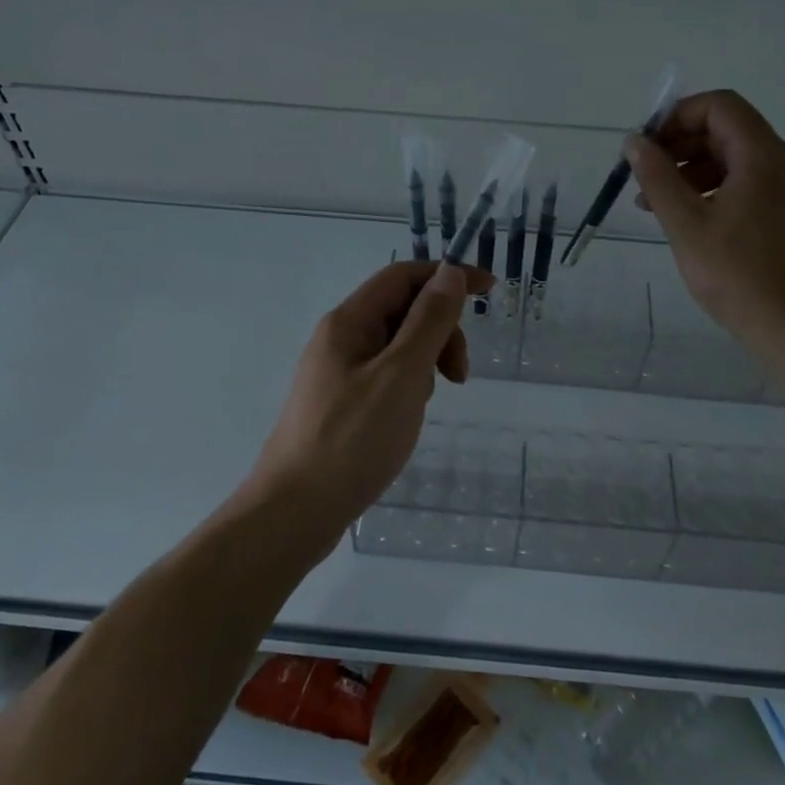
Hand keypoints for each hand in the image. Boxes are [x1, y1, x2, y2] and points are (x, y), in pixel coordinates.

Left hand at [248, 260, 492, 533]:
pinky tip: (408, 416)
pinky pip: (385, 374)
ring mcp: (337, 371)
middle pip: (401, 309)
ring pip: (396, 344)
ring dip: (426, 360)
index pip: (403, 276)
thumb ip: (428, 321)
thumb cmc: (352, 440)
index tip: (489, 291)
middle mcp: (339, 338)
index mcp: (348, 322)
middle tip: (459, 375)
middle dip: (440, 329)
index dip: (447, 276)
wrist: (295, 512)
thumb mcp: (401, 375)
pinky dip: (408, 384)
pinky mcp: (340, 401)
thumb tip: (450, 271)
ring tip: (428, 402)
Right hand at [627, 89, 784, 350]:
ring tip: (662, 209)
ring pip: (743, 163)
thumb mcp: (686, 225)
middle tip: (646, 181)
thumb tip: (635, 141)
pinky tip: (699, 226)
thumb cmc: (738, 276)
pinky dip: (723, 193)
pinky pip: (758, 188)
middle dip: (683, 149)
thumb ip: (657, 177)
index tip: (648, 147)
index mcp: (765, 157)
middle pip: (730, 133)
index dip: (678, 117)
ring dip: (698, 174)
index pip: (720, 106)